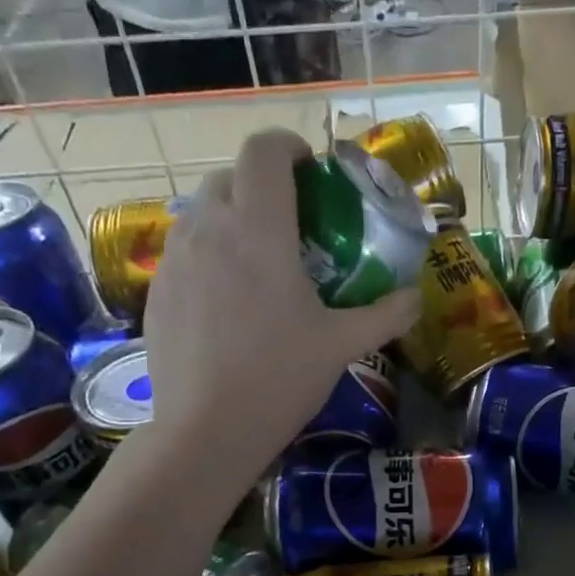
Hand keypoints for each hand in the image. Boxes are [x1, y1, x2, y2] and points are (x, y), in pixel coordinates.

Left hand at [137, 129, 420, 483]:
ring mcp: (175, 258)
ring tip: (256, 265)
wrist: (207, 429)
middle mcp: (209, 228)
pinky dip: (208, 257)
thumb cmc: (280, 379)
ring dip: (232, 221)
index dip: (289, 146)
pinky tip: (226, 304)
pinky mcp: (157, 290)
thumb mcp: (342, 345)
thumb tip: (417, 298)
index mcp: (259, 228)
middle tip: (290, 226)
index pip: (265, 150)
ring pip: (202, 214)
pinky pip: (184, 252)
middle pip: (230, 177)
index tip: (309, 168)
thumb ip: (385, 315)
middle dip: (261, 187)